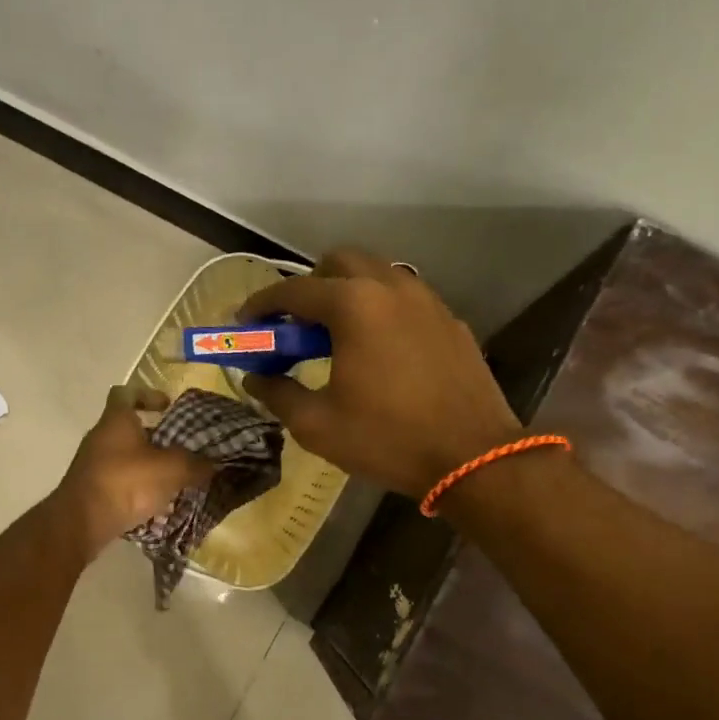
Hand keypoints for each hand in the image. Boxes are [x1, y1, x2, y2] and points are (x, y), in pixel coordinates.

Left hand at [55, 386, 213, 559]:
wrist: (81, 523)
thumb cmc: (126, 483)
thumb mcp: (171, 470)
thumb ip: (195, 464)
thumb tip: (213, 464)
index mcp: (117, 420)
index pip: (126, 393)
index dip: (147, 394)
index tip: (168, 407)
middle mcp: (100, 437)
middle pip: (128, 427)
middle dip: (155, 436)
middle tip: (180, 447)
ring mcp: (92, 464)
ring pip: (125, 455)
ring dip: (147, 463)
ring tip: (173, 478)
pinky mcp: (91, 489)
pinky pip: (119, 480)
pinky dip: (136, 486)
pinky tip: (155, 501)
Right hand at [238, 249, 521, 499]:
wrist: (473, 456)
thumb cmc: (387, 439)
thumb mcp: (317, 425)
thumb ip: (278, 394)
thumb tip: (255, 379)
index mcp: (353, 305)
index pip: (293, 291)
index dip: (261, 305)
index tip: (245, 323)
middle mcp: (390, 287)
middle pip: (338, 263)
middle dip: (309, 287)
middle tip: (296, 328)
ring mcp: (427, 301)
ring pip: (376, 275)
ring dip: (347, 294)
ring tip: (336, 338)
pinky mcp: (450, 320)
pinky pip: (405, 299)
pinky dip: (380, 310)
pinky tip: (378, 350)